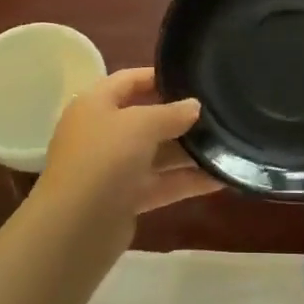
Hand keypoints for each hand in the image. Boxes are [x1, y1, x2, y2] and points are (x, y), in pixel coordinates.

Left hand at [36, 67, 218, 219]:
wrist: (75, 227)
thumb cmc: (104, 159)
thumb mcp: (139, 124)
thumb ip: (170, 112)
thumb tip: (194, 106)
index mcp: (95, 104)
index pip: (129, 80)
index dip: (159, 76)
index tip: (193, 76)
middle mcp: (102, 132)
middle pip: (145, 117)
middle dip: (179, 116)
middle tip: (218, 112)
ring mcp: (113, 168)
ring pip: (156, 153)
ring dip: (188, 151)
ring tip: (228, 143)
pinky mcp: (125, 199)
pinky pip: (161, 183)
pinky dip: (187, 181)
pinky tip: (221, 177)